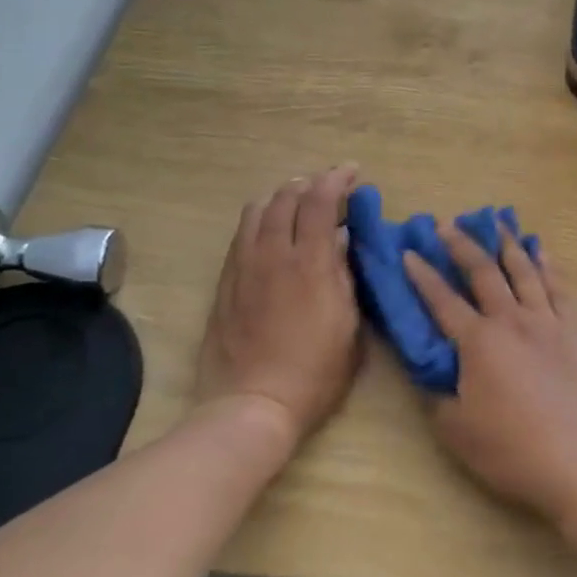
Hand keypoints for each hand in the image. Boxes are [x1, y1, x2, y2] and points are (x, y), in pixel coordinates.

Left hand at [196, 165, 362, 450]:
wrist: (252, 403)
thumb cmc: (315, 371)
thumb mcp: (350, 324)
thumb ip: (347, 277)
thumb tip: (343, 242)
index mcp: (310, 263)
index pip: (320, 201)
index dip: (336, 179)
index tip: (352, 172)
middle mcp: (273, 254)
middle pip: (286, 197)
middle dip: (309, 183)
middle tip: (328, 188)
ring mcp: (243, 266)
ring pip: (257, 210)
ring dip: (281, 197)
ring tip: (297, 203)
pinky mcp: (225, 282)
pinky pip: (241, 235)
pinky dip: (261, 220)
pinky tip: (271, 232)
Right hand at [404, 224, 576, 524]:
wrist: (576, 461)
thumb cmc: (509, 449)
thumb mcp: (455, 428)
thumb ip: (437, 391)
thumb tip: (430, 367)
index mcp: (479, 342)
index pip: (443, 300)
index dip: (423, 275)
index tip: (409, 252)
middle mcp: (512, 320)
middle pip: (484, 271)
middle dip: (462, 245)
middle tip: (448, 225)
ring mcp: (548, 321)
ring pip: (525, 270)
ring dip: (507, 244)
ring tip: (496, 222)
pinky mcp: (576, 330)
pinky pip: (560, 287)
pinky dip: (549, 264)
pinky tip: (542, 249)